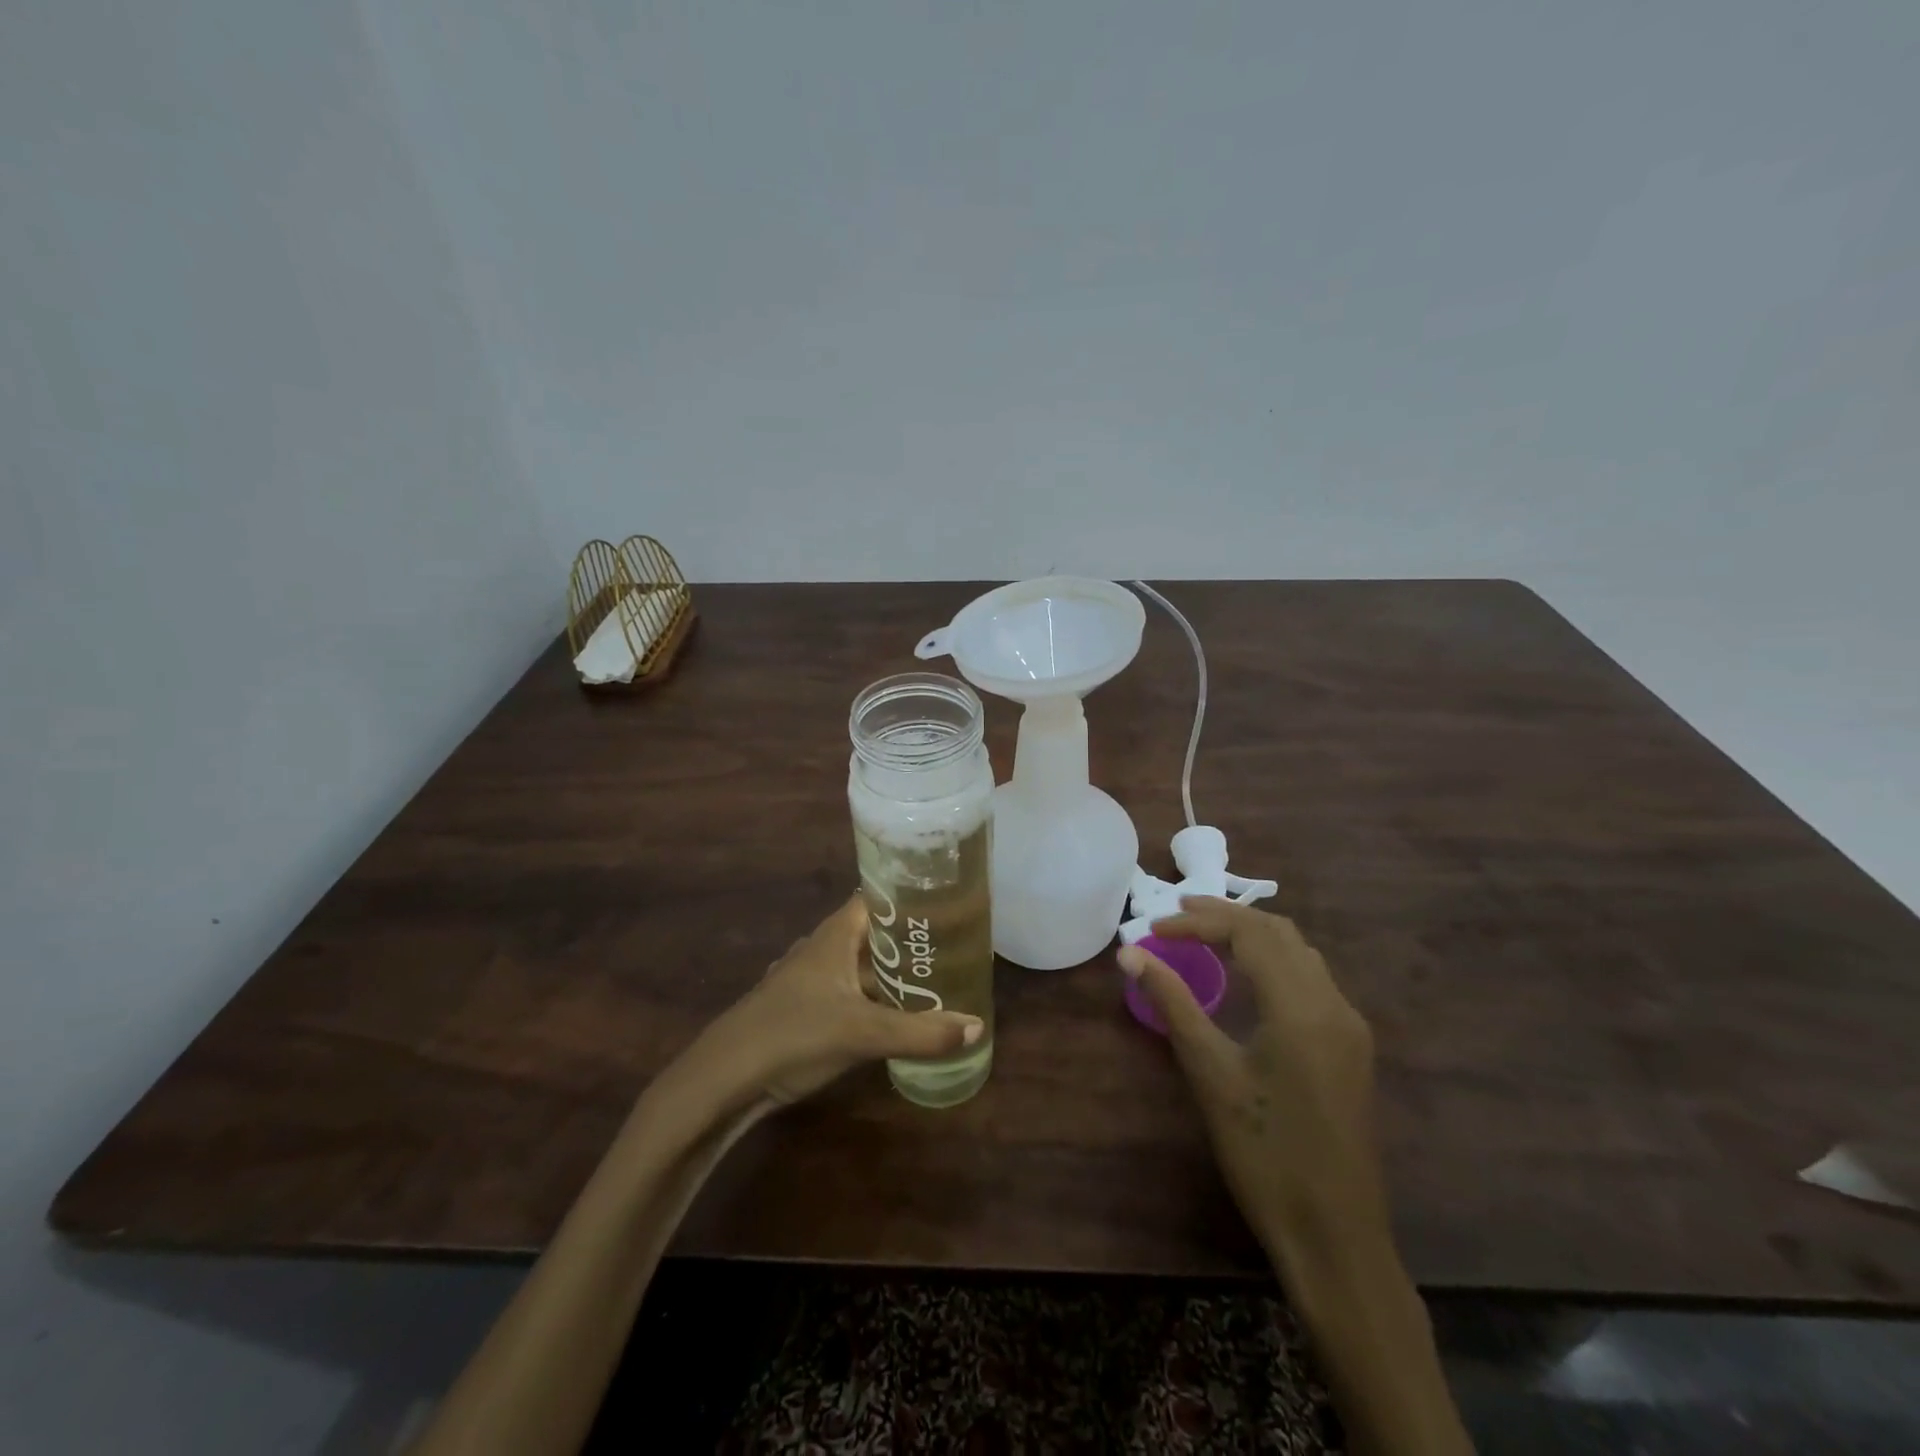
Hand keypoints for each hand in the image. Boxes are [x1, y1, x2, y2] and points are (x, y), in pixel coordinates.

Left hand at [693, 896, 984, 1106]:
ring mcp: (811, 980)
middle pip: (874, 932)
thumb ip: (920, 1032)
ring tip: (935, 978)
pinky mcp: (805, 1009)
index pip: (878, 896)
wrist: (724, 1078)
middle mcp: (824, 948)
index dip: (911, 895)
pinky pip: (850, 992)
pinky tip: (896, 1014)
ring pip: (861, 965)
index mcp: (836, 935)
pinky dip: (875, 997)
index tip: (949, 900)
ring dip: (892, 971)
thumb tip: (976, 1026)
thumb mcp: (863, 1033)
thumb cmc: (794, 1034)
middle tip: (955, 944)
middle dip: (910, 938)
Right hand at [1119, 897, 1385, 1268]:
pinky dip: (1273, 961)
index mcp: (1301, 1006)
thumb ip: (1173, 1003)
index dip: (1198, 921)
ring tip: (1205, 936)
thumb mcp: (1211, 1074)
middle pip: (1279, 932)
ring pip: (1300, 952)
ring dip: (1252, 935)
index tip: (1154, 928)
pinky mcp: (1351, 1048)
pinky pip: (1312, 979)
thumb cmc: (1264, 1154)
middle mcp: (1334, 1004)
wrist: (1336, 1237)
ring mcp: (1349, 1026)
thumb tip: (1130, 954)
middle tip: (1177, 915)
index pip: (1249, 933)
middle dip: (1225, 916)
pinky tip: (1246, 978)